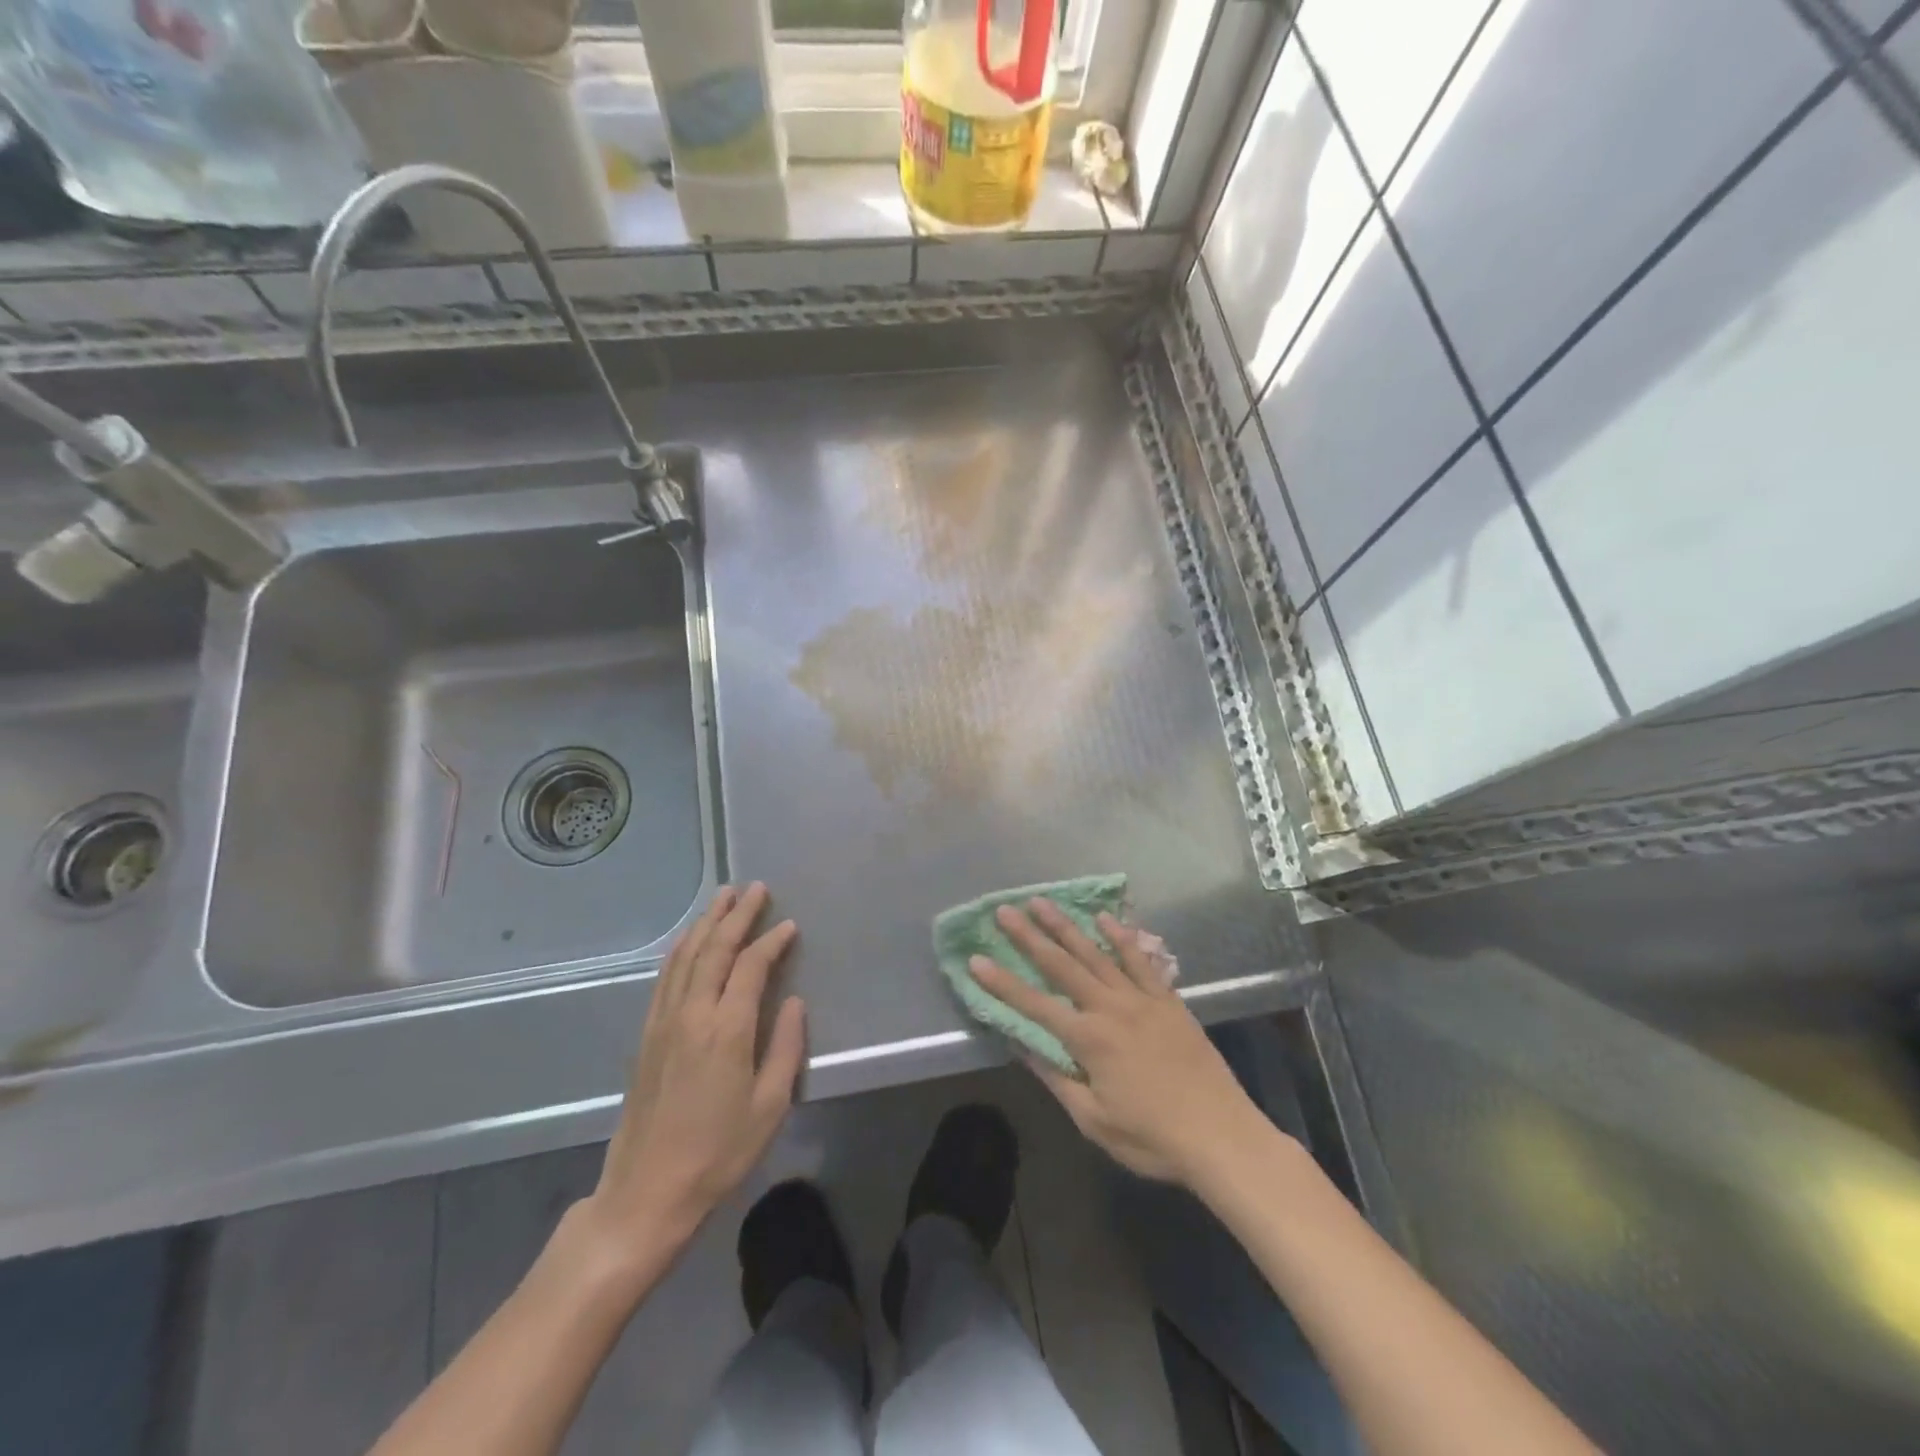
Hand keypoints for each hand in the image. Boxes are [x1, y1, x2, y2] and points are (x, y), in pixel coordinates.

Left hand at [580, 884, 805, 1270]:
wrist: (646, 1193)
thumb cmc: (718, 1153)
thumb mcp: (770, 1106)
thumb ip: (785, 1047)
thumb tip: (793, 1001)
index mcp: (726, 1029)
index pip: (751, 966)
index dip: (772, 941)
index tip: (790, 925)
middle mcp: (691, 1014)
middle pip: (714, 949)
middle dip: (736, 915)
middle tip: (754, 888)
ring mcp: (663, 1022)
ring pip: (685, 956)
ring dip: (706, 923)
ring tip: (723, 898)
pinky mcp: (647, 1035)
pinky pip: (665, 977)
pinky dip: (681, 949)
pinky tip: (689, 942)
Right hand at [969, 900, 1274, 1187]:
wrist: (1221, 1135)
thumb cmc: (1152, 1138)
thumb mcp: (1094, 1120)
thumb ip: (1057, 1079)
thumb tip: (1023, 1046)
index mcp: (1088, 1040)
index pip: (1034, 1005)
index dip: (1002, 983)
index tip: (976, 959)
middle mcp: (1110, 1008)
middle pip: (1062, 966)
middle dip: (1030, 937)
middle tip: (1005, 910)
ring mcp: (1141, 999)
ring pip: (1096, 954)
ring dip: (1067, 927)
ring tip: (1043, 902)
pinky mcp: (1168, 1000)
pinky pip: (1140, 961)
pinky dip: (1121, 938)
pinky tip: (1105, 919)